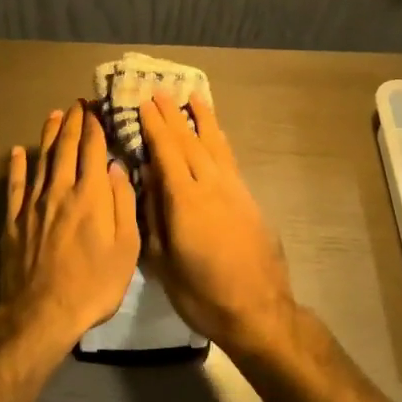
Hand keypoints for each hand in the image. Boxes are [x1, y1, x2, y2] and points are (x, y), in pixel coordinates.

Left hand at [0, 102, 140, 356]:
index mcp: (91, 195)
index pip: (93, 150)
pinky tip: (18, 152)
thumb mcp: (126, 248)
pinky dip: (17, 166)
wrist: (42, 313)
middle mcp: (60, 190)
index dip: (95, 126)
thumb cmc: (94, 284)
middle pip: (66, 148)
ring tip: (53, 116)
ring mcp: (33, 205)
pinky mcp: (14, 221)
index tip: (97, 109)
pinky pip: (15, 186)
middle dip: (73, 123)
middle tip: (77, 104)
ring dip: (48, 135)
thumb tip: (117, 168)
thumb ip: (122, 204)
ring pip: (41, 160)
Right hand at [139, 91, 296, 355]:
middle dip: (173, 115)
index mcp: (184, 200)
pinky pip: (229, 159)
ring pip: (215, 145)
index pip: (166, 151)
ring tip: (193, 97)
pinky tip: (216, 135)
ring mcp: (234, 190)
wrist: (257, 310)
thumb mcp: (162, 261)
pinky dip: (219, 140)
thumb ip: (153, 215)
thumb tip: (145, 179)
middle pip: (190, 141)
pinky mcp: (249, 199)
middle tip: (160, 91)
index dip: (154, 125)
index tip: (143, 103)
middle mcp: (210, 185)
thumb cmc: (201, 293)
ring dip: (203, 119)